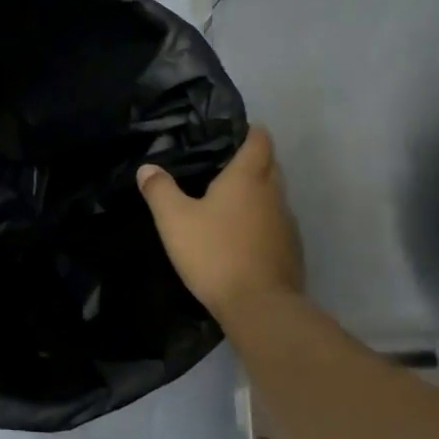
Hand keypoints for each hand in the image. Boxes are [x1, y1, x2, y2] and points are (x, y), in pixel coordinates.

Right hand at [137, 126, 303, 320]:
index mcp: (248, 177)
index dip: (249, 132)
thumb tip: (147, 168)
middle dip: (252, 162)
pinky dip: (261, 223)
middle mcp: (274, 193)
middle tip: (221, 169)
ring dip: (256, 196)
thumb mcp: (174, 220)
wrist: (260, 306)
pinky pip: (276, 225)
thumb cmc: (215, 253)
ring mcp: (287, 223)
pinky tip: (240, 238)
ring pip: (274, 197)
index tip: (231, 135)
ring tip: (227, 204)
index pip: (260, 139)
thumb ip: (160, 190)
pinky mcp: (291, 250)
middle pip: (270, 165)